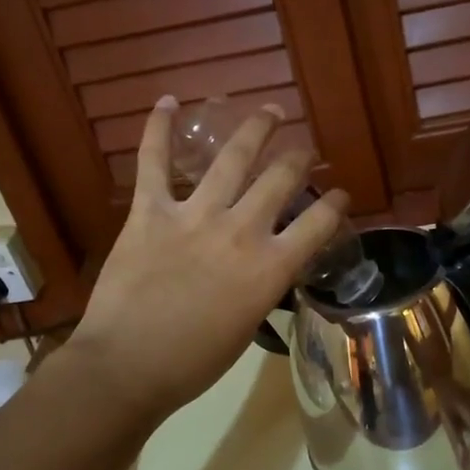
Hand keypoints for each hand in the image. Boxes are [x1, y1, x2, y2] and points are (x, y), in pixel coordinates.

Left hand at [68, 97, 346, 419]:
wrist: (127, 367)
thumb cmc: (194, 362)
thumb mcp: (248, 325)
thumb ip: (263, 285)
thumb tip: (265, 264)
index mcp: (270, 267)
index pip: (319, 223)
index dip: (336, 204)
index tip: (341, 195)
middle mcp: (241, 231)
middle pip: (282, 179)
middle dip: (299, 159)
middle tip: (303, 151)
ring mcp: (195, 215)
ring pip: (232, 157)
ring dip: (255, 129)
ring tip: (269, 110)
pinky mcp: (150, 212)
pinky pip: (154, 162)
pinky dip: (159, 130)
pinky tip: (168, 102)